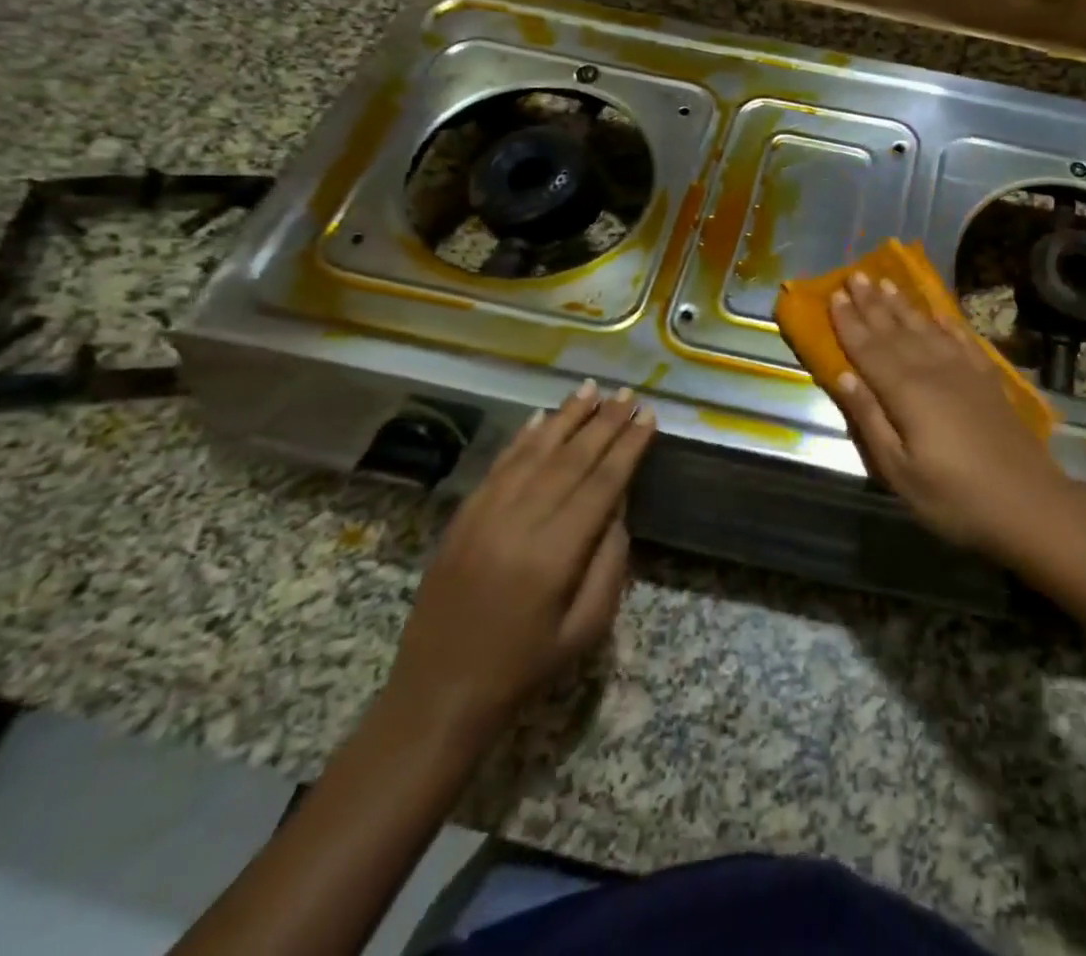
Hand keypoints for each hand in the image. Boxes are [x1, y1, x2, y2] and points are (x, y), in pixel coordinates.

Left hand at [383, 381, 654, 744]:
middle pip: (571, 460)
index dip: (628, 447)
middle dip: (604, 423)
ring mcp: (484, 517)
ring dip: (566, 417)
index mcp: (554, 555)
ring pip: (533, 453)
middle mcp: (518, 524)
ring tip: (591, 389)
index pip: (601, 484)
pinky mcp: (462, 519)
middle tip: (628, 393)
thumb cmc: (524, 669)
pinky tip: (542, 417)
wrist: (437, 697)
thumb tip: (616, 506)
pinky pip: (498, 467)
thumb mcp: (587, 628)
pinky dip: (523, 438)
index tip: (649, 417)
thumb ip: (609, 562)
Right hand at [827, 272, 1076, 558]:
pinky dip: (946, 323)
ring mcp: (965, 372)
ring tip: (887, 282)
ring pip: (927, 329)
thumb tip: (843, 377)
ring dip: (904, 306)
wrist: (1030, 505)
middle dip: (872, 303)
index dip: (849, 322)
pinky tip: (938, 313)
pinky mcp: (988, 380)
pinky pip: (962, 339)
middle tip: (855, 275)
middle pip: (896, 331)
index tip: (834, 295)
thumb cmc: (955, 498)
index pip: (869, 349)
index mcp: (906, 392)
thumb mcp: (899, 471)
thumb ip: (870, 420)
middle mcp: (933, 370)